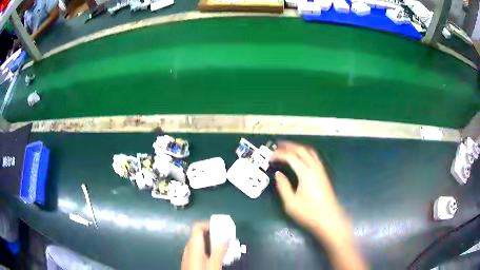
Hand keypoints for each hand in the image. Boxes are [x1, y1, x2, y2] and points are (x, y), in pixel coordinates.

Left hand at [181, 221, 228, 269]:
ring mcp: (187, 256)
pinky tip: (214, 259)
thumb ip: (220, 250)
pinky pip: (198, 252)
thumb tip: (227, 236)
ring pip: (199, 245)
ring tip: (223, 251)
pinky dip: (207, 252)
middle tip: (226, 241)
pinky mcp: (188, 262)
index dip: (209, 224)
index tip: (221, 228)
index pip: (197, 226)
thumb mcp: (214, 263)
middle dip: (213, 237)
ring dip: (211, 245)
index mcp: (193, 244)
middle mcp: (188, 248)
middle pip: (200, 236)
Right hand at [271, 142, 350, 245]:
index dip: (279, 154)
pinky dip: (305, 152)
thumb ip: (283, 187)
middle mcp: (315, 168)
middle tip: (277, 146)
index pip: (291, 157)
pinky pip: (314, 156)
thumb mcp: (291, 203)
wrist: (329, 218)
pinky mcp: (323, 174)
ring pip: (309, 151)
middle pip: (301, 150)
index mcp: (306, 173)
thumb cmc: (309, 213)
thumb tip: (278, 174)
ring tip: (287, 148)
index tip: (270, 156)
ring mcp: (321, 170)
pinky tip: (300, 157)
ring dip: (298, 147)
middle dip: (288, 146)